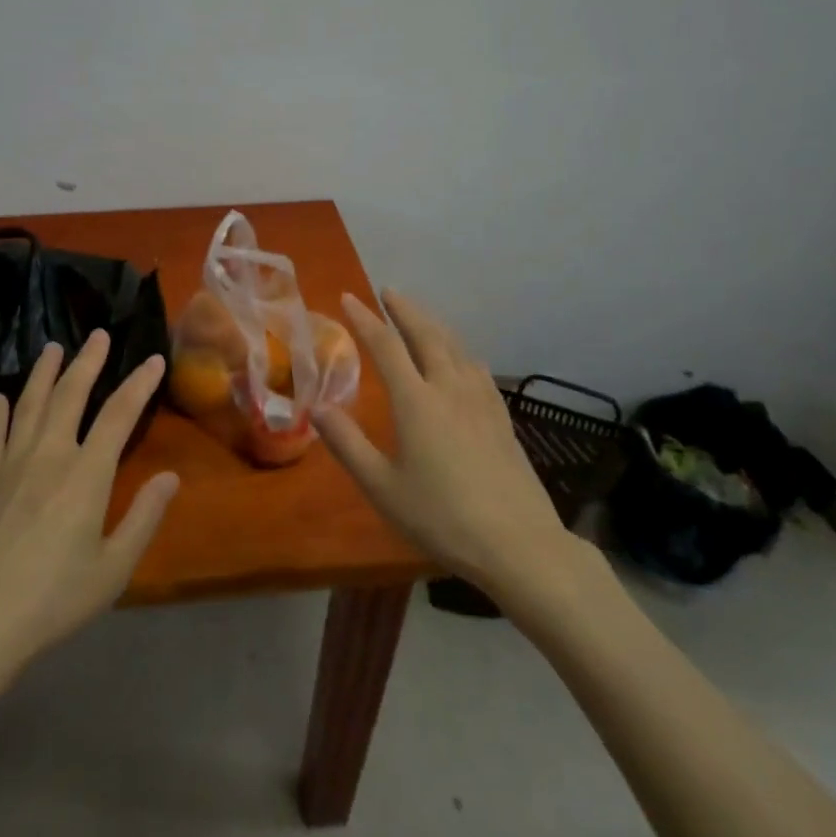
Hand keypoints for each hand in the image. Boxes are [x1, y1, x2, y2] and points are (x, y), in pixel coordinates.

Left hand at [0, 331, 177, 680]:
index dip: (138, 384)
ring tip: (52, 348)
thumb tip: (171, 477)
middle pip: (69, 396)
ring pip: (29, 406)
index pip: (118, 415)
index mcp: (86, 475)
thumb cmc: (52, 601)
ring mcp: (9, 467)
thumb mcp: (112, 569)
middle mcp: (48, 457)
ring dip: (43, 374)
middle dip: (87, 362)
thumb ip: (144, 518)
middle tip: (98, 334)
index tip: (153, 359)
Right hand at [316, 290, 589, 606]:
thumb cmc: (441, 517)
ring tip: (420, 316)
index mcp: (417, 402)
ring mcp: (481, 402)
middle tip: (388, 291)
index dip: (365, 319)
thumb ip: (347, 444)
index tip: (348, 297)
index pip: (386, 347)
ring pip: (456, 347)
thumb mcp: (382, 487)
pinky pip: (476, 368)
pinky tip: (462, 358)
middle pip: (427, 335)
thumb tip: (316, 407)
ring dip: (434, 324)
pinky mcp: (502, 418)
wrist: (518, 545)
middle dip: (405, 310)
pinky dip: (459, 350)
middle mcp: (450, 389)